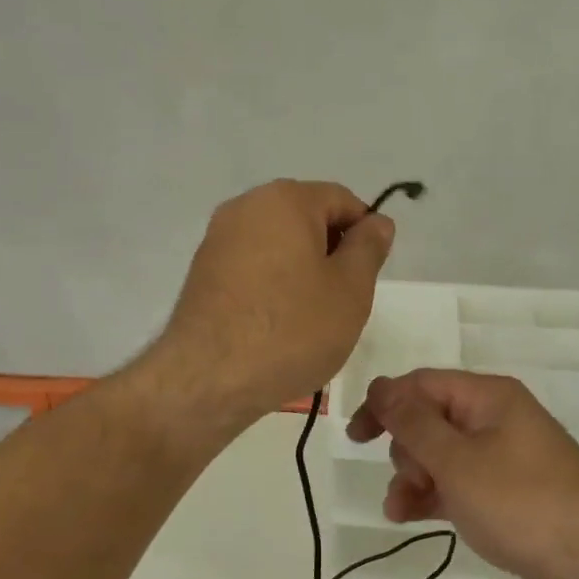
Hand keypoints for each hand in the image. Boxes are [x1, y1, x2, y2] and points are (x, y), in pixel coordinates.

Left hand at [148, 180, 394, 429]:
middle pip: (306, 219)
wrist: (209, 379)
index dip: (365, 233)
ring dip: (302, 271)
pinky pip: (252, 266)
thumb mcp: (350, 289)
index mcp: (285, 199)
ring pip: (279, 245)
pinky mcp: (202, 272)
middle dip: (332, 253)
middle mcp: (245, 206)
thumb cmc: (292, 329)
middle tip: (343, 301)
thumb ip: (369, 248)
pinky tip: (277, 325)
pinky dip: (272, 285)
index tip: (369, 275)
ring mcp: (218, 239)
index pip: (342, 200)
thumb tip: (376, 221)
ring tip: (310, 318)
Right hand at [346, 369, 578, 578]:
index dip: (384, 404)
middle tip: (409, 482)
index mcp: (487, 397)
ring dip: (414, 478)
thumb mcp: (457, 460)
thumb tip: (380, 386)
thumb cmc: (521, 501)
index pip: (421, 384)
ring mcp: (503, 456)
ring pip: (440, 455)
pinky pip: (458, 482)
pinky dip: (434, 495)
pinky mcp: (506, 492)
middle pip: (430, 419)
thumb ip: (413, 422)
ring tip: (400, 511)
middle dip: (405, 450)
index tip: (356, 436)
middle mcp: (495, 419)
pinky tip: (412, 517)